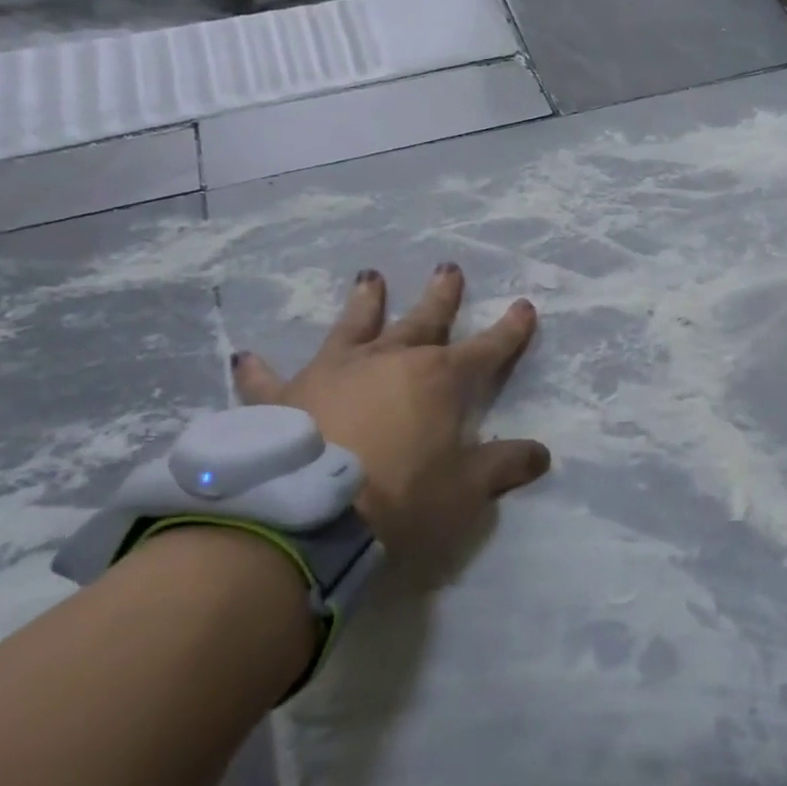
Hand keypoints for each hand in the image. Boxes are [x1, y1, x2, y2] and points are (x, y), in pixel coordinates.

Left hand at [230, 262, 548, 561]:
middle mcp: (389, 360)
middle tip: (448, 268)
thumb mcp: (465, 491)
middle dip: (441, 295)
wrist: (305, 517)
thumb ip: (503, 467)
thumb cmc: (400, 499)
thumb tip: (541, 454)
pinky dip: (259, 371)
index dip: (510, 329)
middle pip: (423, 320)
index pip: (487, 348)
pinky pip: (268, 381)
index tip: (524, 306)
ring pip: (354, 327)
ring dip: (364, 302)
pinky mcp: (283, 398)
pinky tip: (245, 357)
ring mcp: (334, 373)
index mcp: (439, 379)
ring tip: (369, 277)